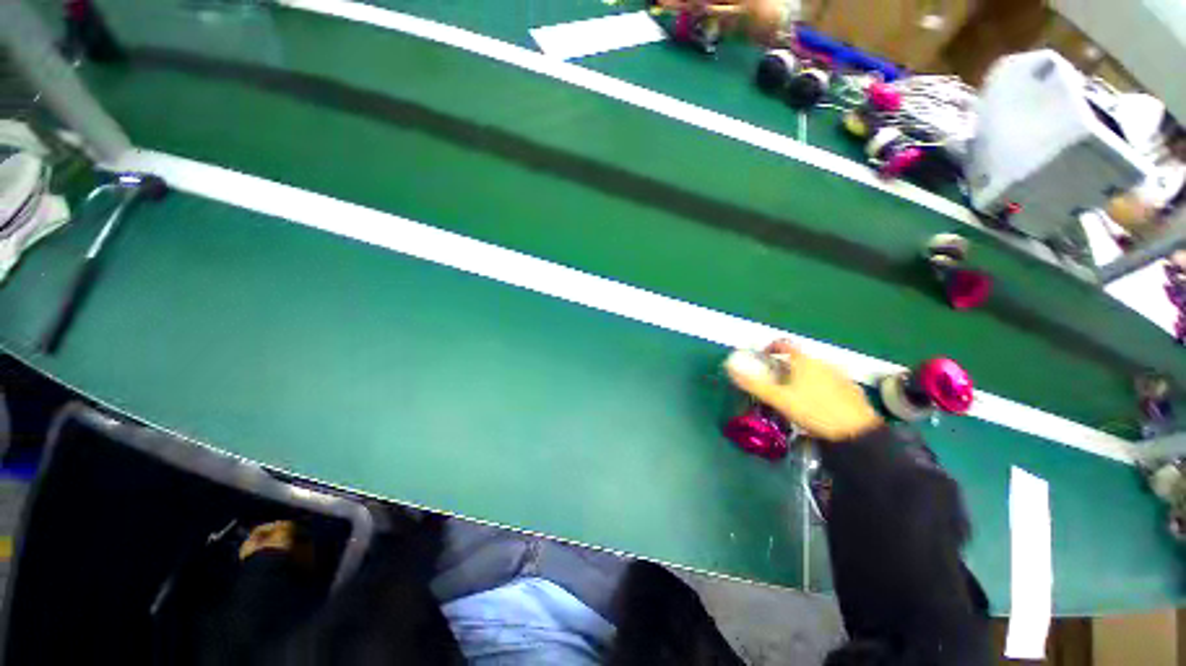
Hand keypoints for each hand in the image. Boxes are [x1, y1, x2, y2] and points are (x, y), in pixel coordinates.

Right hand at [725, 340, 882, 441]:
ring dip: (802, 376)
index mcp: (804, 361)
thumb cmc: (813, 411)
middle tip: (776, 382)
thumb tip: (731, 368)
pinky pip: (829, 380)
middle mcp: (823, 362)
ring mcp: (839, 375)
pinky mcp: (851, 389)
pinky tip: (817, 402)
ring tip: (795, 393)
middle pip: (799, 358)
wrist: (856, 433)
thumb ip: (754, 384)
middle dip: (785, 366)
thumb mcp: (779, 399)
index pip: (784, 345)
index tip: (763, 358)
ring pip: (814, 369)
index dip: (771, 348)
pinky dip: (819, 385)